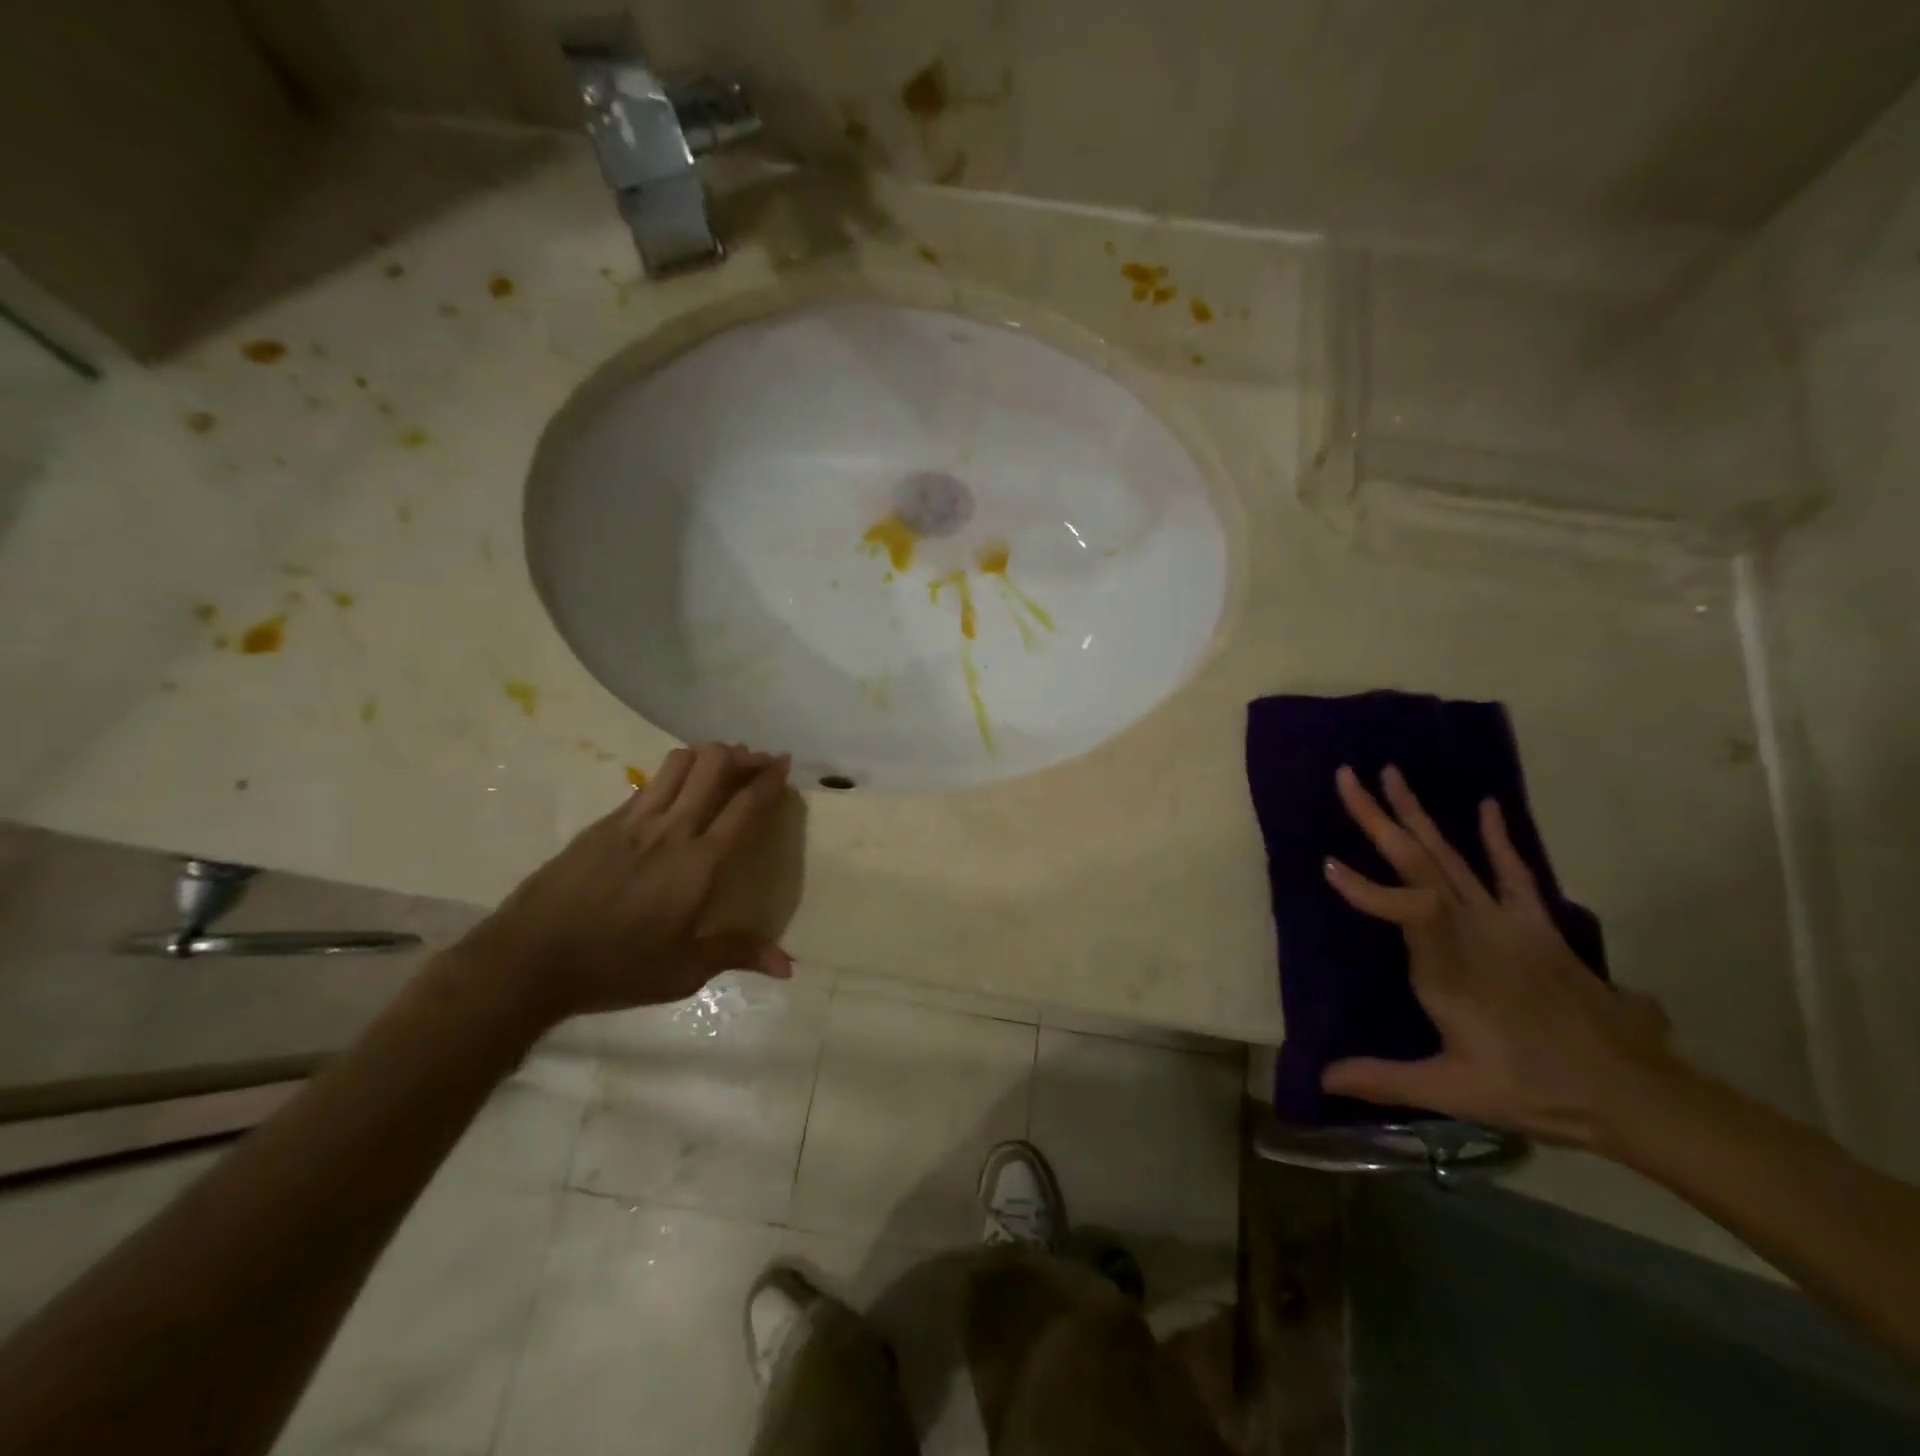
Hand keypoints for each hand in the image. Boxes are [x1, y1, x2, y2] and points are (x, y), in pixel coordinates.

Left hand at [453, 743, 793, 1025]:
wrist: (529, 960)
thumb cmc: (616, 968)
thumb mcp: (684, 971)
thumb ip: (738, 954)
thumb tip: (788, 968)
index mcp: (700, 864)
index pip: (744, 806)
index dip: (768, 778)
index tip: (783, 763)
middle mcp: (671, 830)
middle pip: (713, 766)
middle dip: (741, 756)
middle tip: (756, 761)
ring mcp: (634, 821)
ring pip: (679, 763)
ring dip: (707, 756)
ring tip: (721, 765)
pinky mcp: (604, 823)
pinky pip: (649, 783)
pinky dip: (674, 775)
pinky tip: (676, 792)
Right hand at [1320, 764, 1683, 1148]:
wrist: (1636, 1095)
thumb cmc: (1536, 1090)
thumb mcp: (1453, 1090)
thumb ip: (1383, 1078)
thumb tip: (1319, 1077)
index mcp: (1450, 968)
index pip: (1405, 910)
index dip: (1365, 889)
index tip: (1327, 865)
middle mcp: (1475, 932)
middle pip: (1421, 863)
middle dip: (1379, 818)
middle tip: (1347, 778)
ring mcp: (1508, 924)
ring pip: (1454, 857)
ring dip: (1419, 815)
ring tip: (1392, 775)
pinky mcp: (1537, 926)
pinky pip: (1514, 873)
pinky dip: (1497, 839)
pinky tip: (1484, 806)